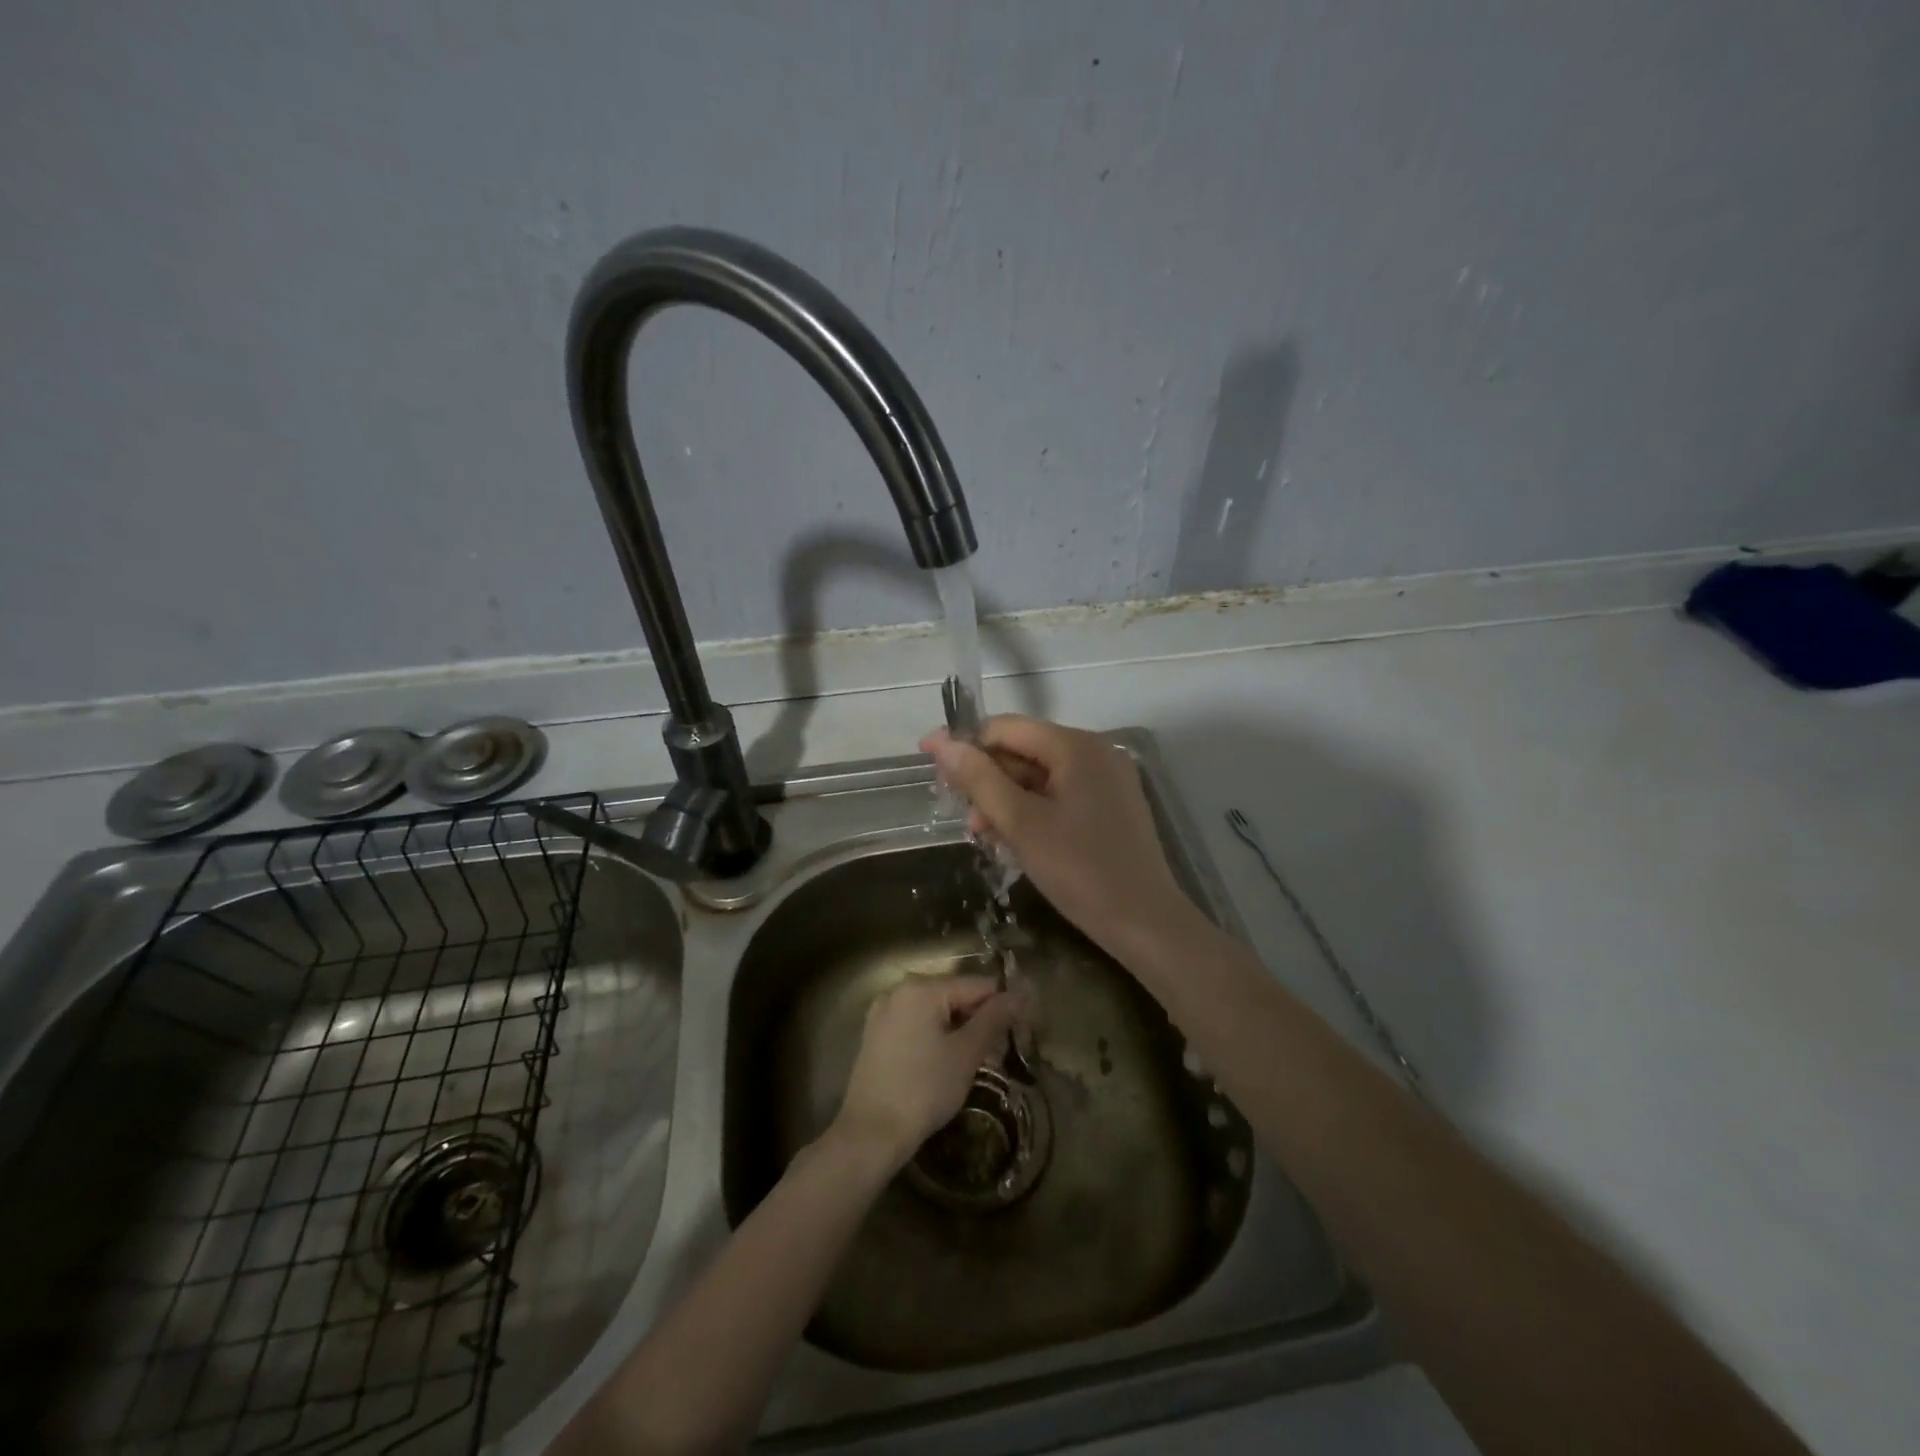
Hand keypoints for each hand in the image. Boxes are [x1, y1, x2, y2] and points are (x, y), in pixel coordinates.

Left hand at [833, 973, 1022, 1169]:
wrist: (871, 1133)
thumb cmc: (924, 1089)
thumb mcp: (966, 1053)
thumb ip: (994, 1019)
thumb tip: (1019, 994)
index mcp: (922, 987)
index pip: (977, 984)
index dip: (1002, 1006)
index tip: (1020, 1032)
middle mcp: (899, 989)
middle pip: (954, 994)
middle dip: (979, 1019)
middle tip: (998, 1053)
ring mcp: (884, 1011)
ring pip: (935, 1011)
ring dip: (959, 1030)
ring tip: (975, 1061)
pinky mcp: (876, 1034)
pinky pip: (916, 1023)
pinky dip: (935, 1036)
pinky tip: (946, 1063)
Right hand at [921, 715, 1198, 959]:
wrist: (1145, 924)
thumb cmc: (1080, 871)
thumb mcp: (1021, 824)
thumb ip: (980, 780)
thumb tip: (942, 743)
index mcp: (1077, 747)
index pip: (1007, 728)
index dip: (965, 743)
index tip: (928, 761)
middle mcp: (1095, 752)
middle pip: (1025, 750)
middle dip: (987, 778)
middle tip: (960, 814)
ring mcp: (1107, 780)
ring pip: (1040, 776)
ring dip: (1005, 799)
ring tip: (982, 834)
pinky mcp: (1111, 806)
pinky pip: (1060, 795)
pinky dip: (1032, 811)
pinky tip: (1012, 838)